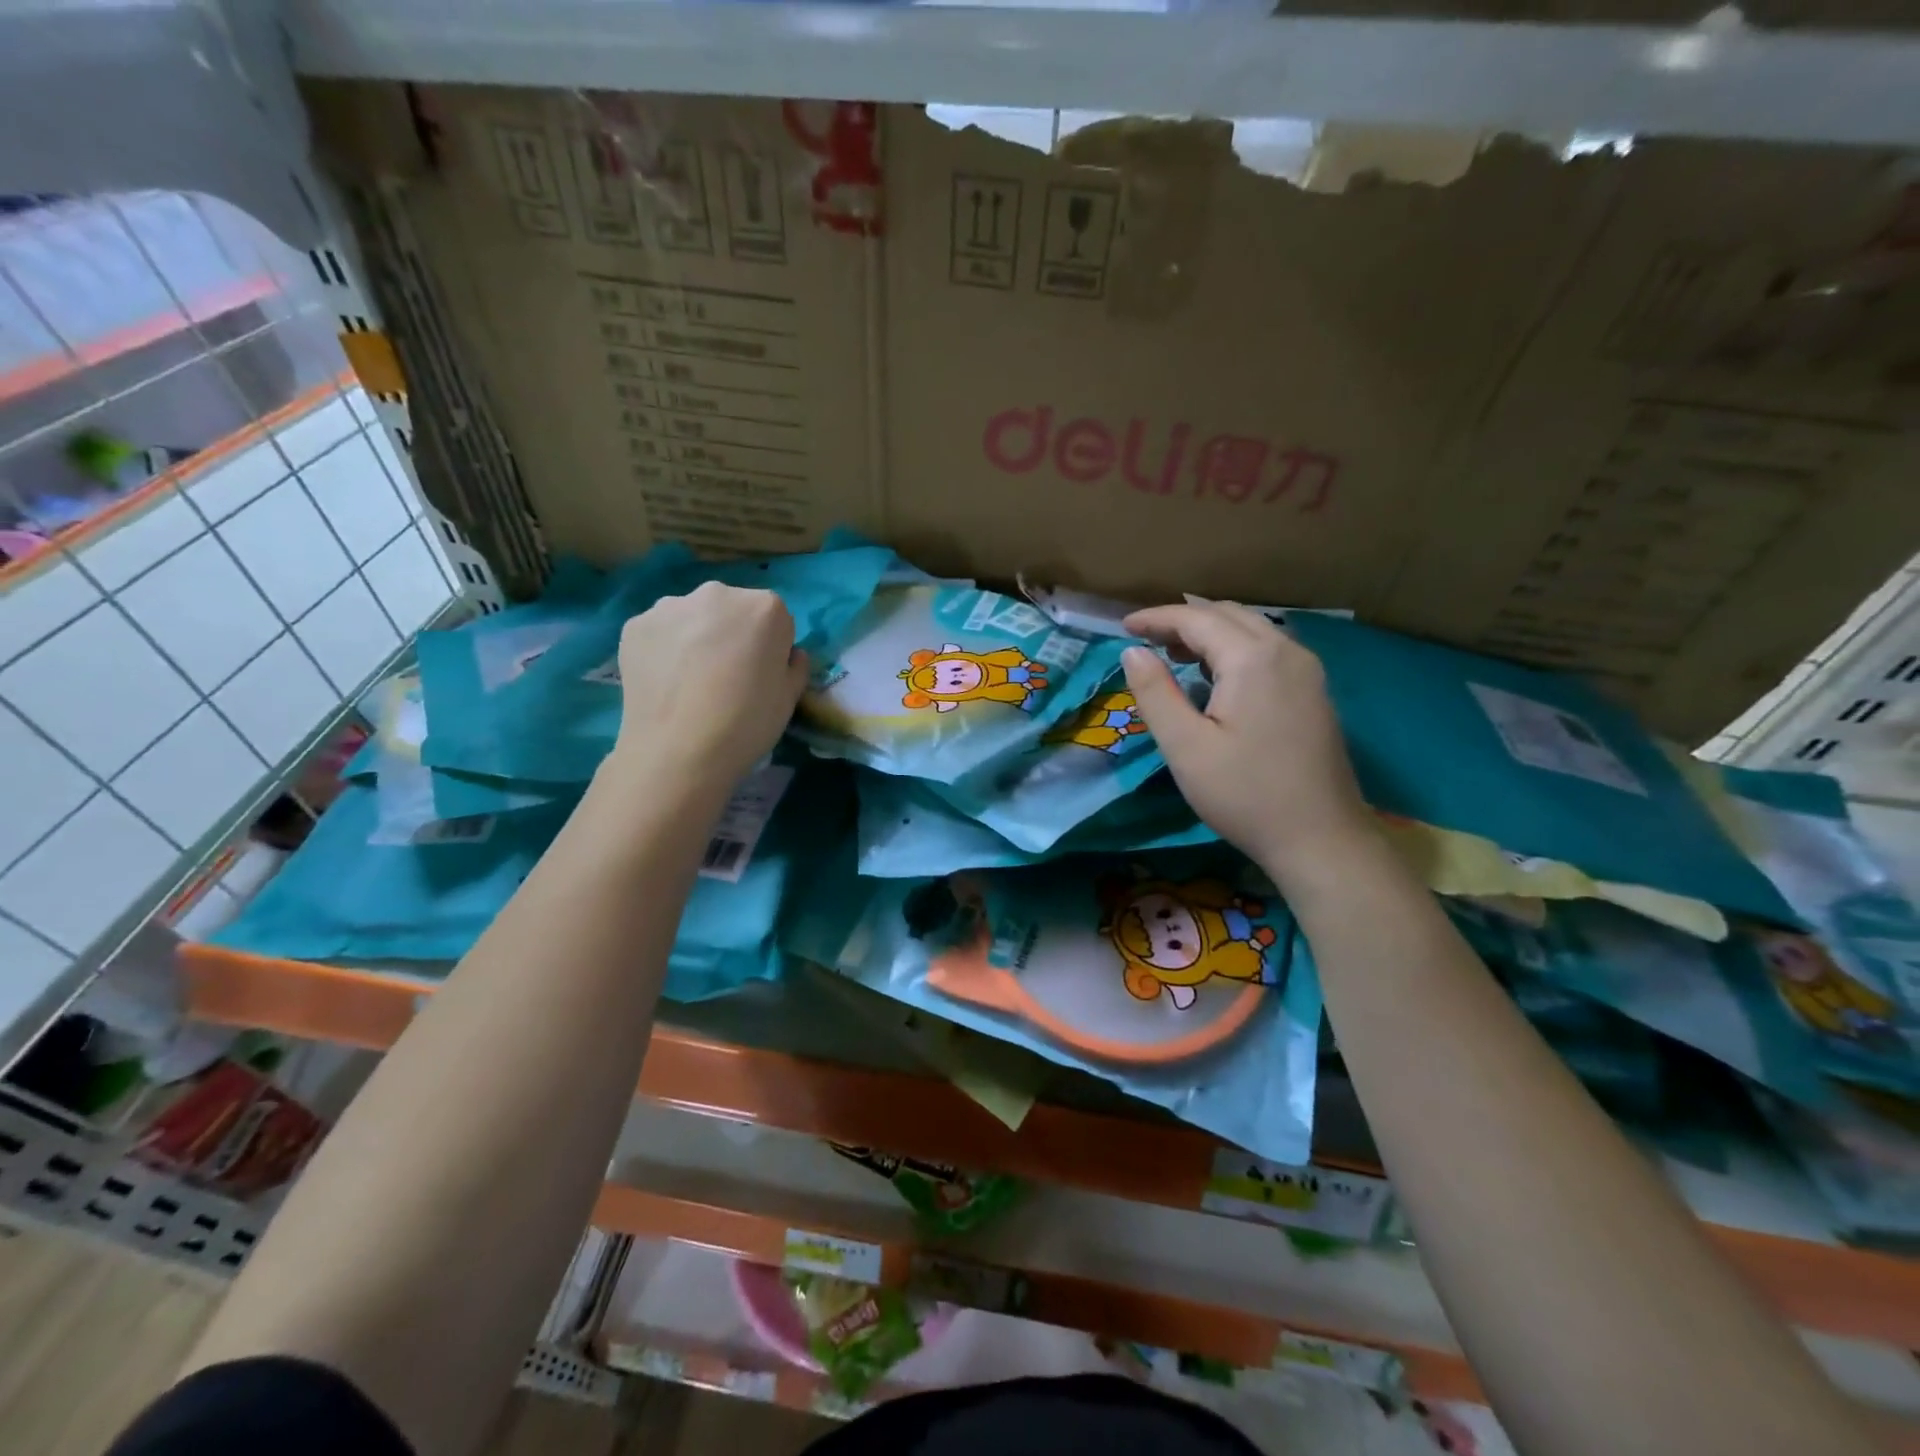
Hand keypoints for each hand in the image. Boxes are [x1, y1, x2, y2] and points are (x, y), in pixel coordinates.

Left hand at [610, 582, 808, 788]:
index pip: (775, 619)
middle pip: (731, 610)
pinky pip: (660, 633)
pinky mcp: (635, 625)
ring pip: (692, 618)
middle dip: (732, 633)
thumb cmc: (747, 722)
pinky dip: (663, 650)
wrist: (679, 751)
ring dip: (695, 637)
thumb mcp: (790, 698)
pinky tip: (665, 683)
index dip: (771, 647)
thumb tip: (786, 655)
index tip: (761, 674)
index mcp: (765, 607)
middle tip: (725, 676)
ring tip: (690, 682)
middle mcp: (718, 593)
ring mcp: (670, 606)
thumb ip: (794, 665)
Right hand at [1122, 601, 1373, 880]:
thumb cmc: (1245, 794)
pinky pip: (1268, 650)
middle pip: (1227, 615)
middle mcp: (1286, 651)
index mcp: (1253, 658)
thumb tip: (1133, 652)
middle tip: (1145, 642)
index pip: (1196, 619)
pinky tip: (1215, 678)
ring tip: (1174, 655)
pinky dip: (1234, 649)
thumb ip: (1155, 693)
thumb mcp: (1185, 747)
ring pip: (1251, 630)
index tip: (1122, 627)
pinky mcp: (1314, 691)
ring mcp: (1307, 670)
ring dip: (1210, 633)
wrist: (1320, 838)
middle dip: (1183, 621)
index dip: (1156, 618)